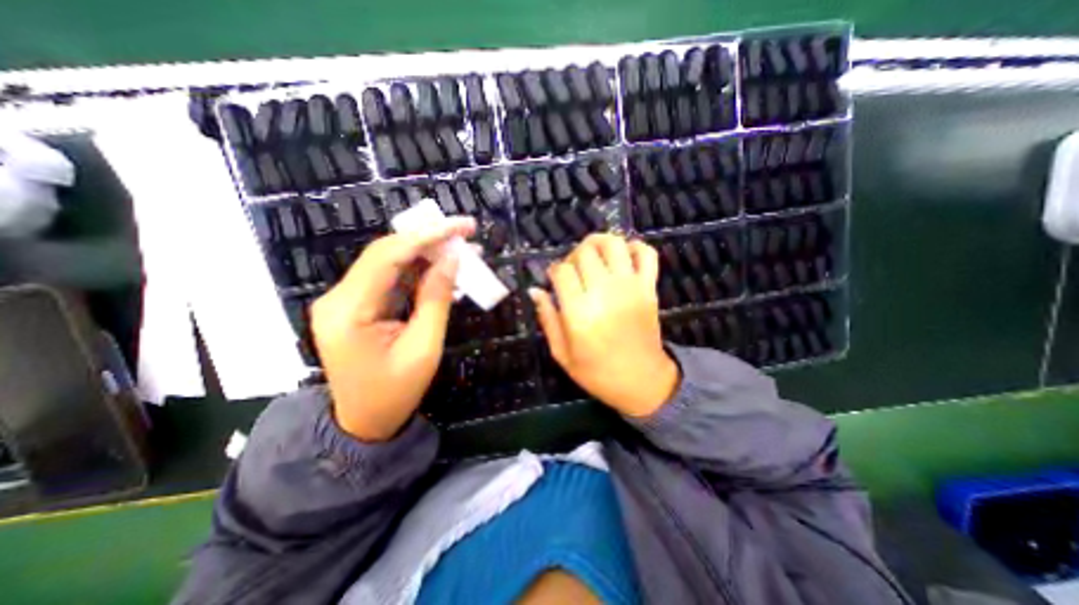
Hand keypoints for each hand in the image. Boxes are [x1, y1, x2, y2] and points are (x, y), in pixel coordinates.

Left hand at [314, 216, 478, 439]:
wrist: (365, 422)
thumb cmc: (396, 391)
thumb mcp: (424, 347)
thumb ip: (436, 299)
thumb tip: (451, 258)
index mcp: (349, 311)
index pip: (389, 256)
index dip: (427, 236)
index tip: (461, 226)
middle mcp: (339, 298)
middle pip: (386, 253)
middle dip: (428, 239)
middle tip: (466, 233)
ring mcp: (345, 300)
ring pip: (389, 262)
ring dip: (426, 253)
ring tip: (461, 249)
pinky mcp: (356, 305)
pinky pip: (389, 279)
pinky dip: (418, 271)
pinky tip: (442, 270)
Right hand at [532, 235, 680, 418]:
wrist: (643, 382)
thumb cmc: (597, 373)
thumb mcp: (562, 354)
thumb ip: (547, 319)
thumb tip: (535, 291)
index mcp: (580, 313)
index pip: (562, 271)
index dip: (554, 271)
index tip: (554, 280)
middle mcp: (605, 293)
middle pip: (585, 251)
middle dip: (573, 255)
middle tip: (573, 271)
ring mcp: (631, 287)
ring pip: (614, 244)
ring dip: (599, 243)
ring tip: (593, 257)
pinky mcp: (649, 288)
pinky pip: (647, 253)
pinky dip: (634, 247)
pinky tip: (622, 258)